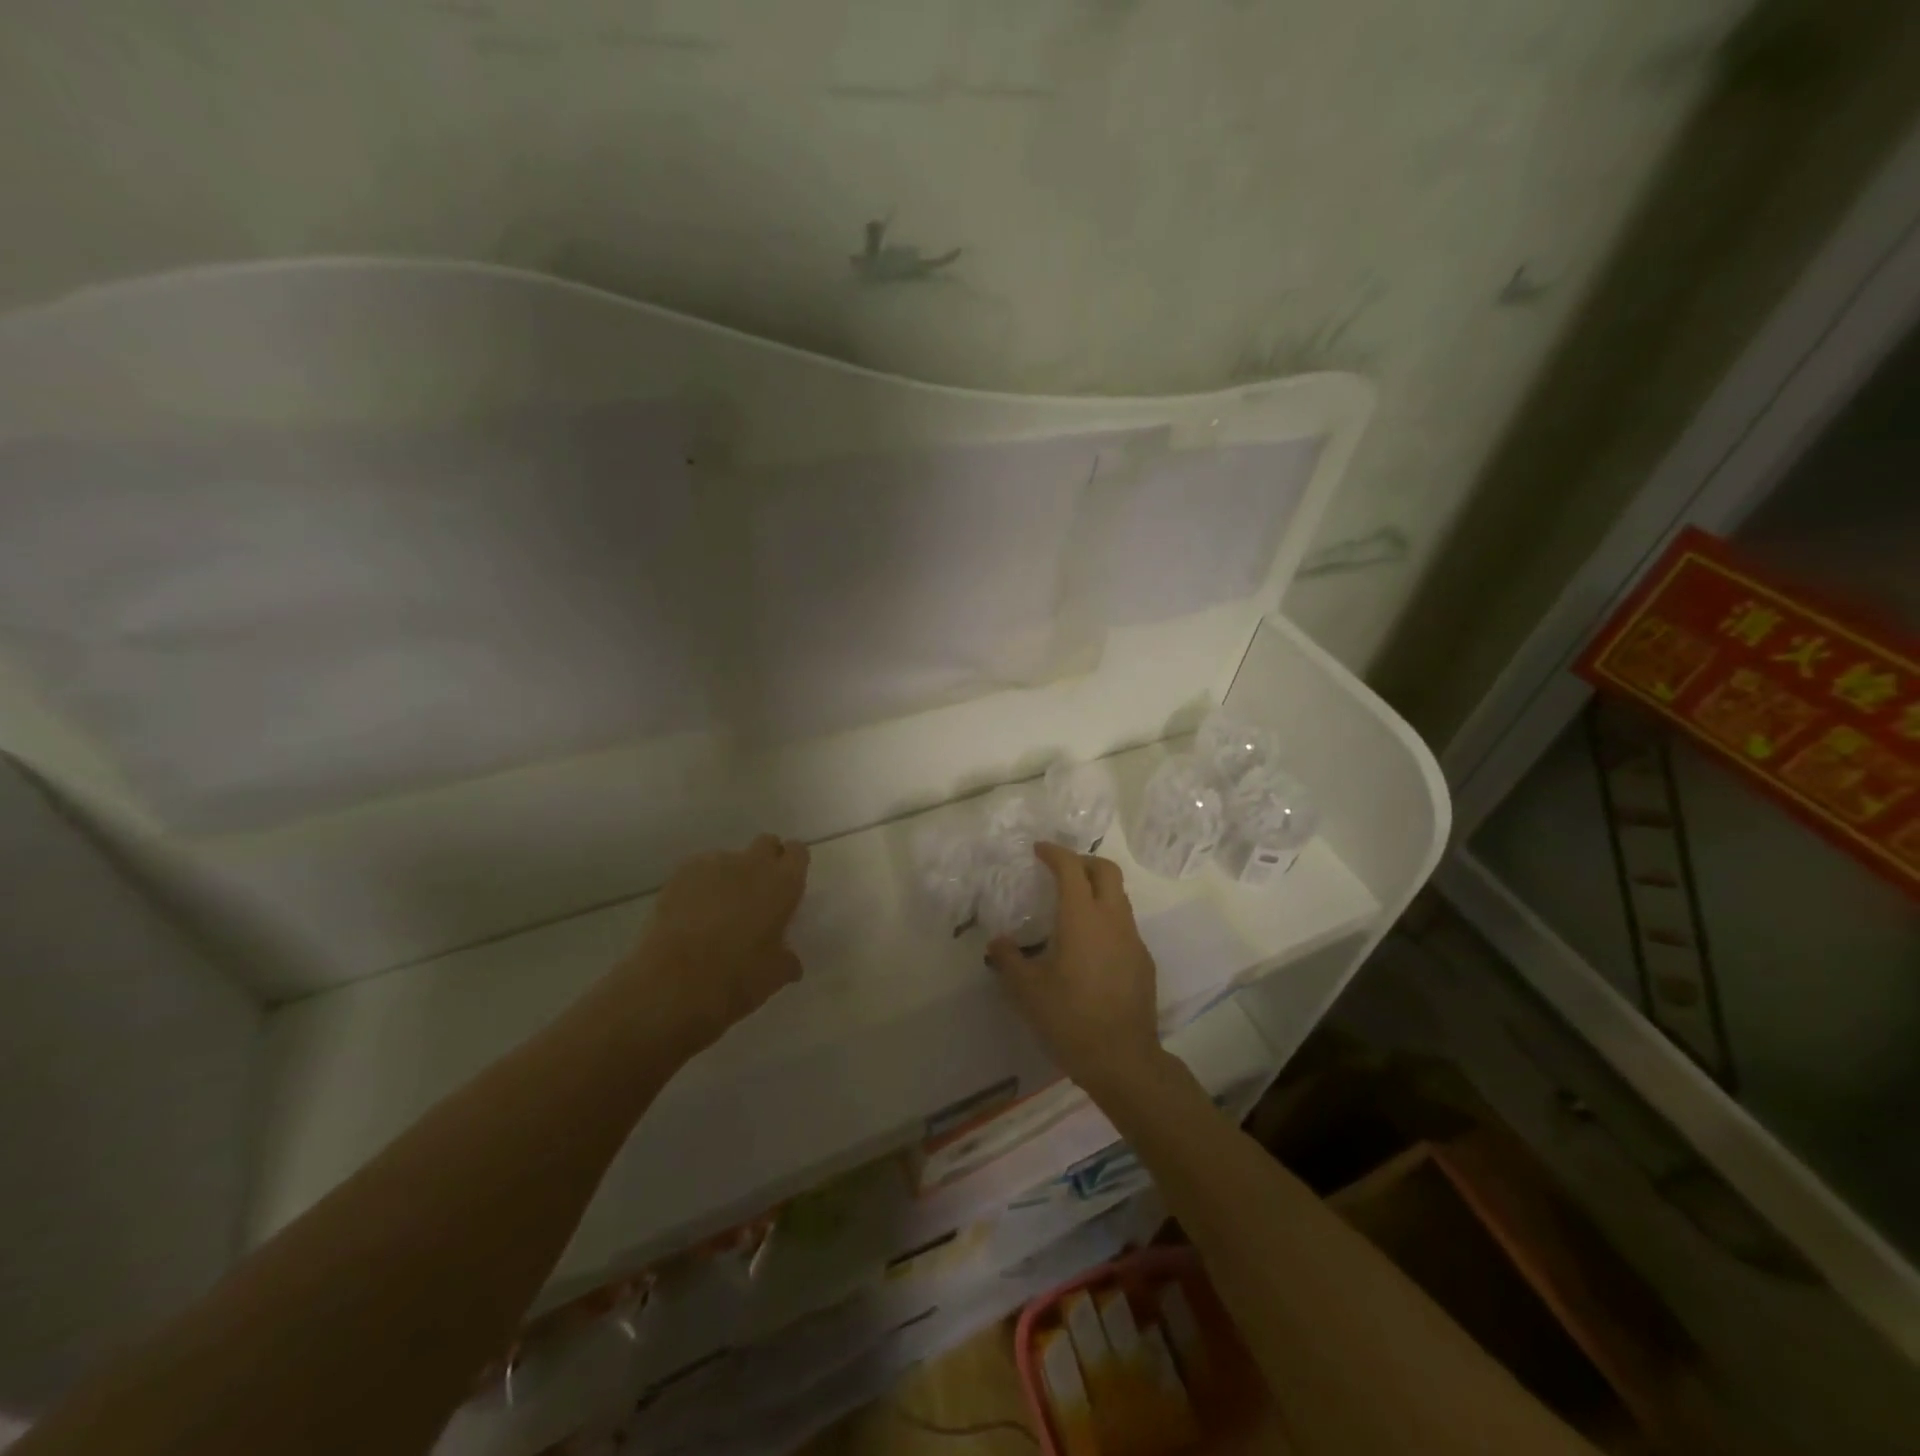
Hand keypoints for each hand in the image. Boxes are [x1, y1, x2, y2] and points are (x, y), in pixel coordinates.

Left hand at [618, 834, 809, 1058]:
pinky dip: (700, 887)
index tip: (788, 887)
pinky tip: (691, 915)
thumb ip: (786, 959)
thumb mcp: (774, 976)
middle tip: (758, 895)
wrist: (670, 982)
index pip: (797, 852)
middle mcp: (752, 864)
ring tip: (717, 912)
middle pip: (766, 843)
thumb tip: (790, 960)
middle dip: (765, 861)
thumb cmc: (735, 978)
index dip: (793, 866)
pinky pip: (698, 872)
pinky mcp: (679, 875)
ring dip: (730, 877)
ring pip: (729, 859)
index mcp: (783, 884)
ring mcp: (713, 865)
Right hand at [988, 842, 1163, 1097]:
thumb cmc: (1069, 1018)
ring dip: (1096, 890)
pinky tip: (1089, 948)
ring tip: (1071, 908)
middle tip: (1060, 870)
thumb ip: (1008, 959)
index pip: (1071, 868)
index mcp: (1082, 918)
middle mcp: (1112, 920)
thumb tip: (997, 943)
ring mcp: (1133, 940)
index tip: (1039, 850)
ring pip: (1119, 897)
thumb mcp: (1026, 990)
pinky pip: (1124, 926)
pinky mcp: (1143, 961)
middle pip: (1106, 871)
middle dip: (1083, 862)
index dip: (1054, 853)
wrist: (1122, 1059)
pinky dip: (1106, 919)